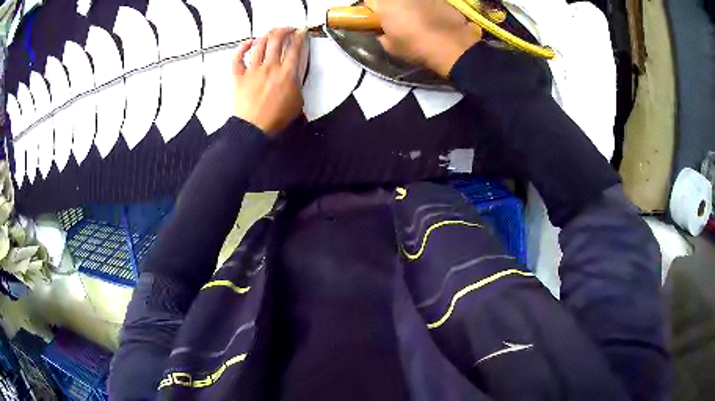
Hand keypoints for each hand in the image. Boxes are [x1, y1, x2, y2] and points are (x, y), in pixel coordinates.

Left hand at [233, 28, 304, 136]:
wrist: (255, 129)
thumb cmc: (275, 118)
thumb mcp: (297, 101)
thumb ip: (297, 83)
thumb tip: (295, 74)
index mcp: (287, 73)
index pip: (295, 47)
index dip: (299, 36)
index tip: (301, 31)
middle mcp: (270, 67)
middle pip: (277, 39)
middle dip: (284, 30)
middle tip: (287, 29)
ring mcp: (253, 71)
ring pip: (259, 44)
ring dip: (267, 35)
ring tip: (271, 33)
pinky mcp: (239, 76)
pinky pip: (238, 57)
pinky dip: (242, 47)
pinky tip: (247, 43)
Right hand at [371, 0, 481, 76]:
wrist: (452, 45)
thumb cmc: (416, 46)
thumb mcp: (390, 46)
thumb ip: (382, 34)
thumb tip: (383, 32)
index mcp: (383, 3)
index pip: (368, 1)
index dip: (373, 10)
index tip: (378, 19)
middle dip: (391, 6)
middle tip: (396, 19)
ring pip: (408, 0)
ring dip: (408, 5)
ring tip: (416, 19)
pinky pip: (426, 1)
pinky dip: (426, 7)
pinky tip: (432, 18)